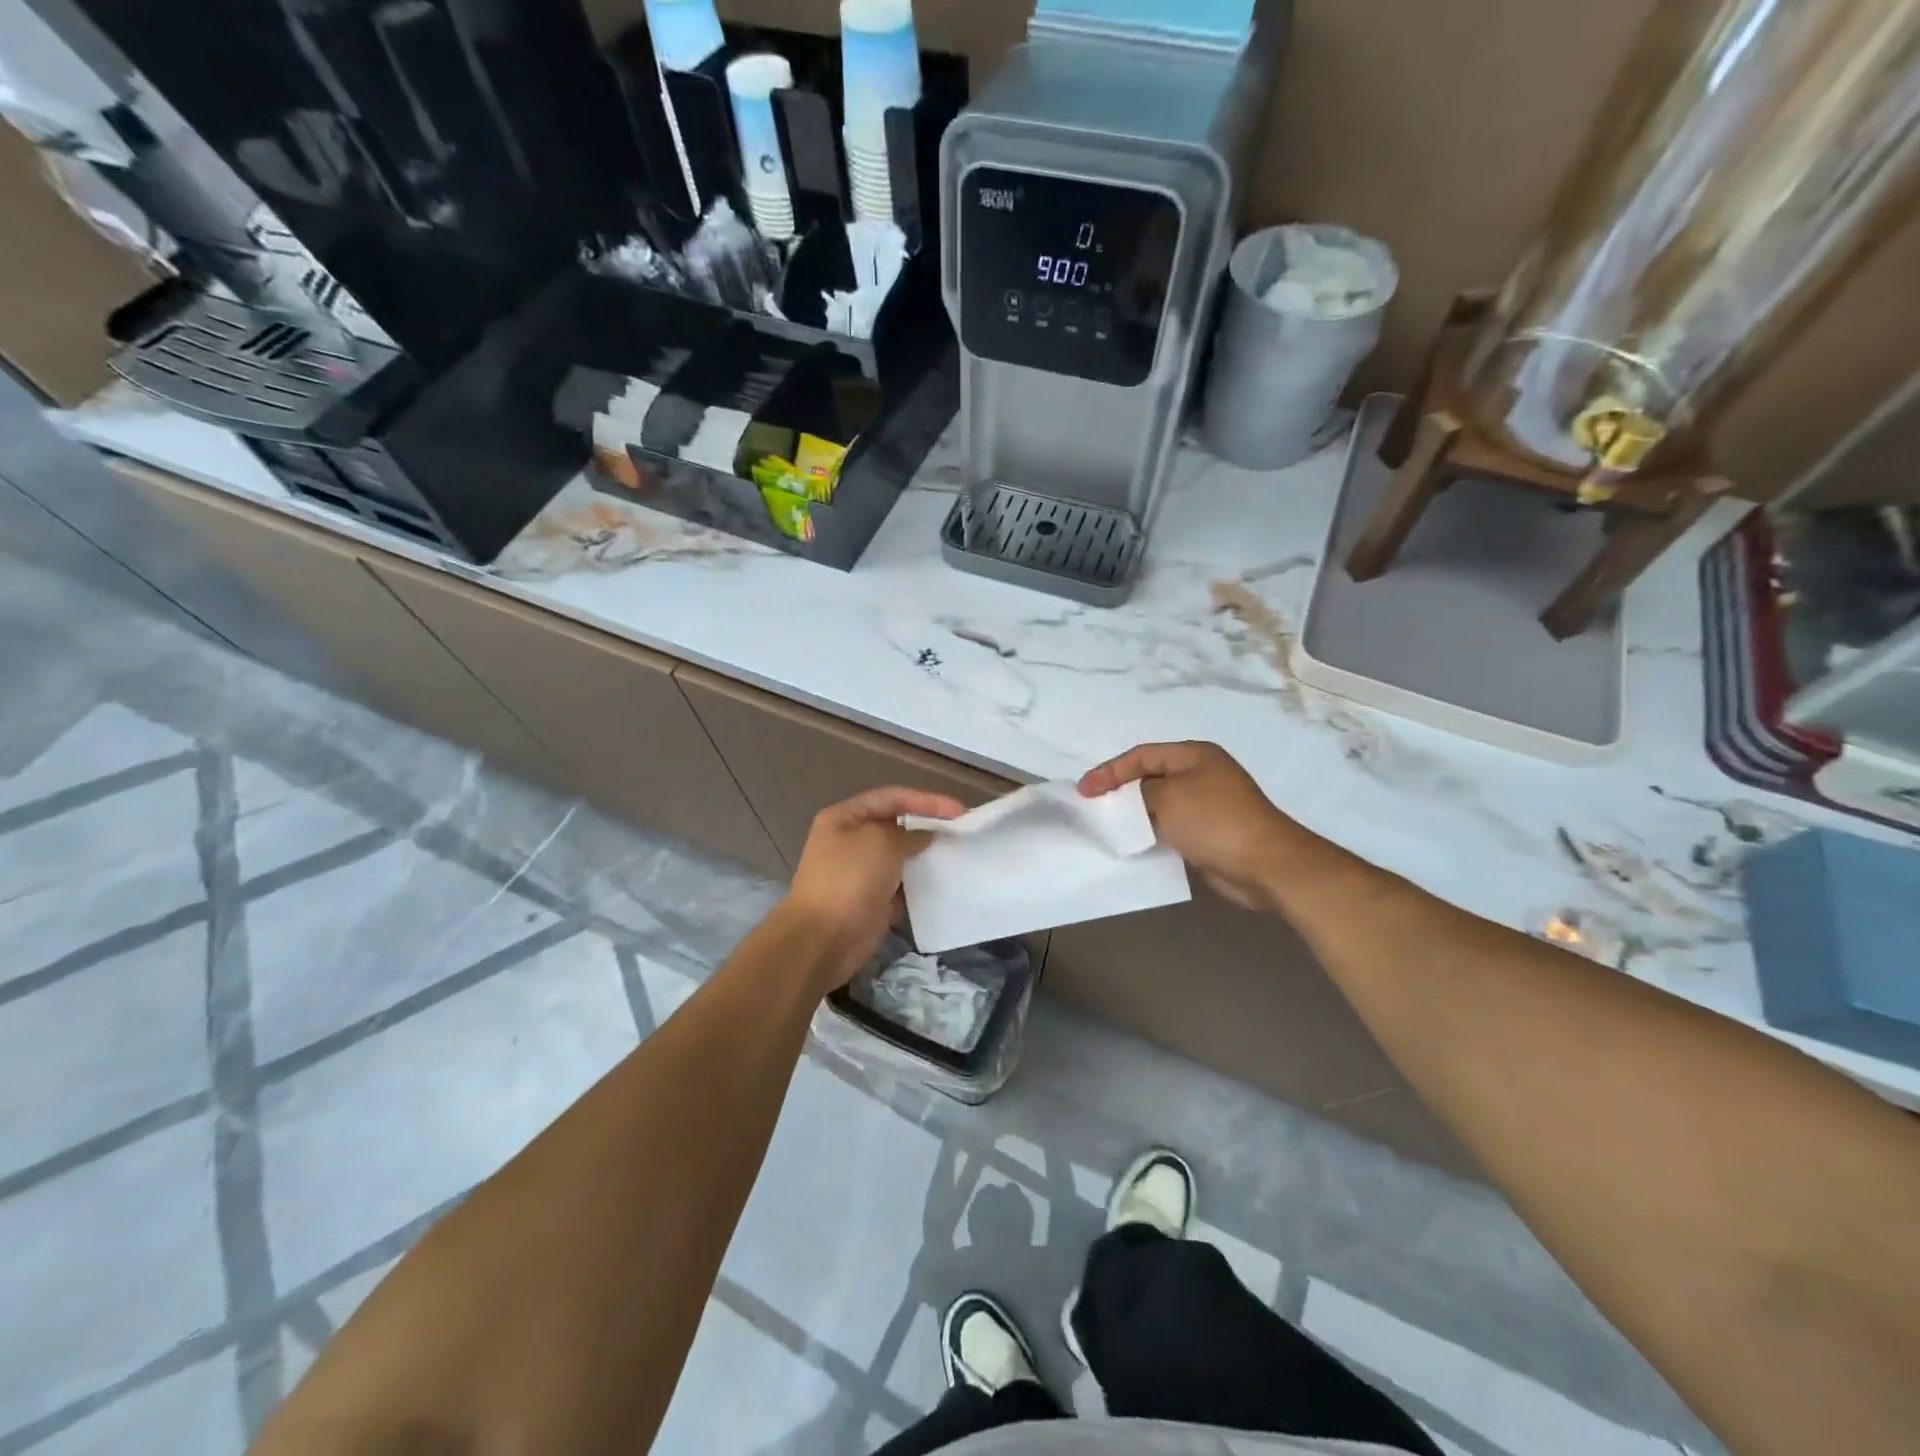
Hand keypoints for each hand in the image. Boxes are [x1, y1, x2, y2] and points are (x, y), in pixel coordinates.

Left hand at [782, 786, 965, 993]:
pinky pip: (901, 885)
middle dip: (927, 825)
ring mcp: (860, 872)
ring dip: (925, 855)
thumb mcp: (881, 842)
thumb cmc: (849, 879)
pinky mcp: (871, 900)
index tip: (958, 810)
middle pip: (896, 825)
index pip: (891, 798)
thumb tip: (925, 835)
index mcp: (844, 817)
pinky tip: (942, 881)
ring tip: (956, 853)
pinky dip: (919, 883)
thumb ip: (909, 833)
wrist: (824, 939)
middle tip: (960, 830)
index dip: (926, 800)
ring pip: (900, 856)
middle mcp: (850, 840)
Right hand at [1080, 741, 1319, 912]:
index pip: (1141, 755)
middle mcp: (1201, 774)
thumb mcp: (1166, 799)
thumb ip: (1137, 795)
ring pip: (1159, 804)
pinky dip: (1152, 832)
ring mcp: (1208, 804)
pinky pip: (1171, 826)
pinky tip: (1137, 844)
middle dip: (1121, 791)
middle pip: (1149, 777)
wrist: (1266, 864)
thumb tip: (1127, 804)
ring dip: (1136, 815)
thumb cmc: (1214, 821)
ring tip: (1110, 827)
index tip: (1084, 791)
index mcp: (1194, 755)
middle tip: (1094, 808)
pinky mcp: (1210, 832)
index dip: (1109, 771)